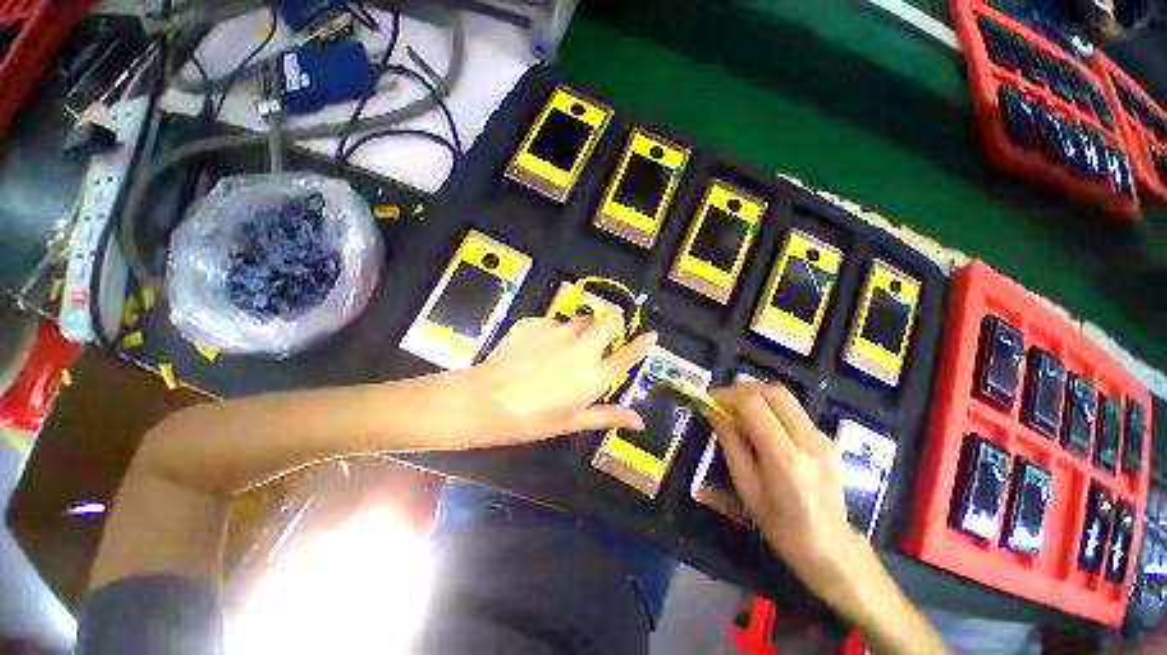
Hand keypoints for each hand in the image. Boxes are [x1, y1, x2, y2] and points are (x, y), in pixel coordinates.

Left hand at [459, 314, 655, 444]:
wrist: (484, 400)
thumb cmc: (532, 419)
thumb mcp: (572, 421)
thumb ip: (608, 416)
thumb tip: (640, 422)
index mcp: (594, 376)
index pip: (628, 355)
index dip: (642, 344)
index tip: (651, 336)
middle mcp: (582, 348)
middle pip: (610, 320)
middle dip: (611, 324)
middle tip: (599, 339)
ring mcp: (558, 331)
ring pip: (580, 319)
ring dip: (580, 329)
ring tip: (561, 348)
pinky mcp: (535, 322)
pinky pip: (552, 321)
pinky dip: (551, 332)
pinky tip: (534, 349)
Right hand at [706, 382, 948, 654]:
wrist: (830, 546)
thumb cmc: (780, 523)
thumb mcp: (745, 486)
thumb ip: (729, 443)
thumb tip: (712, 412)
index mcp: (785, 458)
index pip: (754, 405)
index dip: (728, 395)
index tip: (711, 399)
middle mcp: (808, 440)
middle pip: (773, 392)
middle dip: (743, 389)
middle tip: (724, 402)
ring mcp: (822, 437)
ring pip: (786, 396)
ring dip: (758, 395)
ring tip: (740, 410)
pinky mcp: (827, 438)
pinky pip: (794, 409)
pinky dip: (772, 406)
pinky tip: (762, 425)